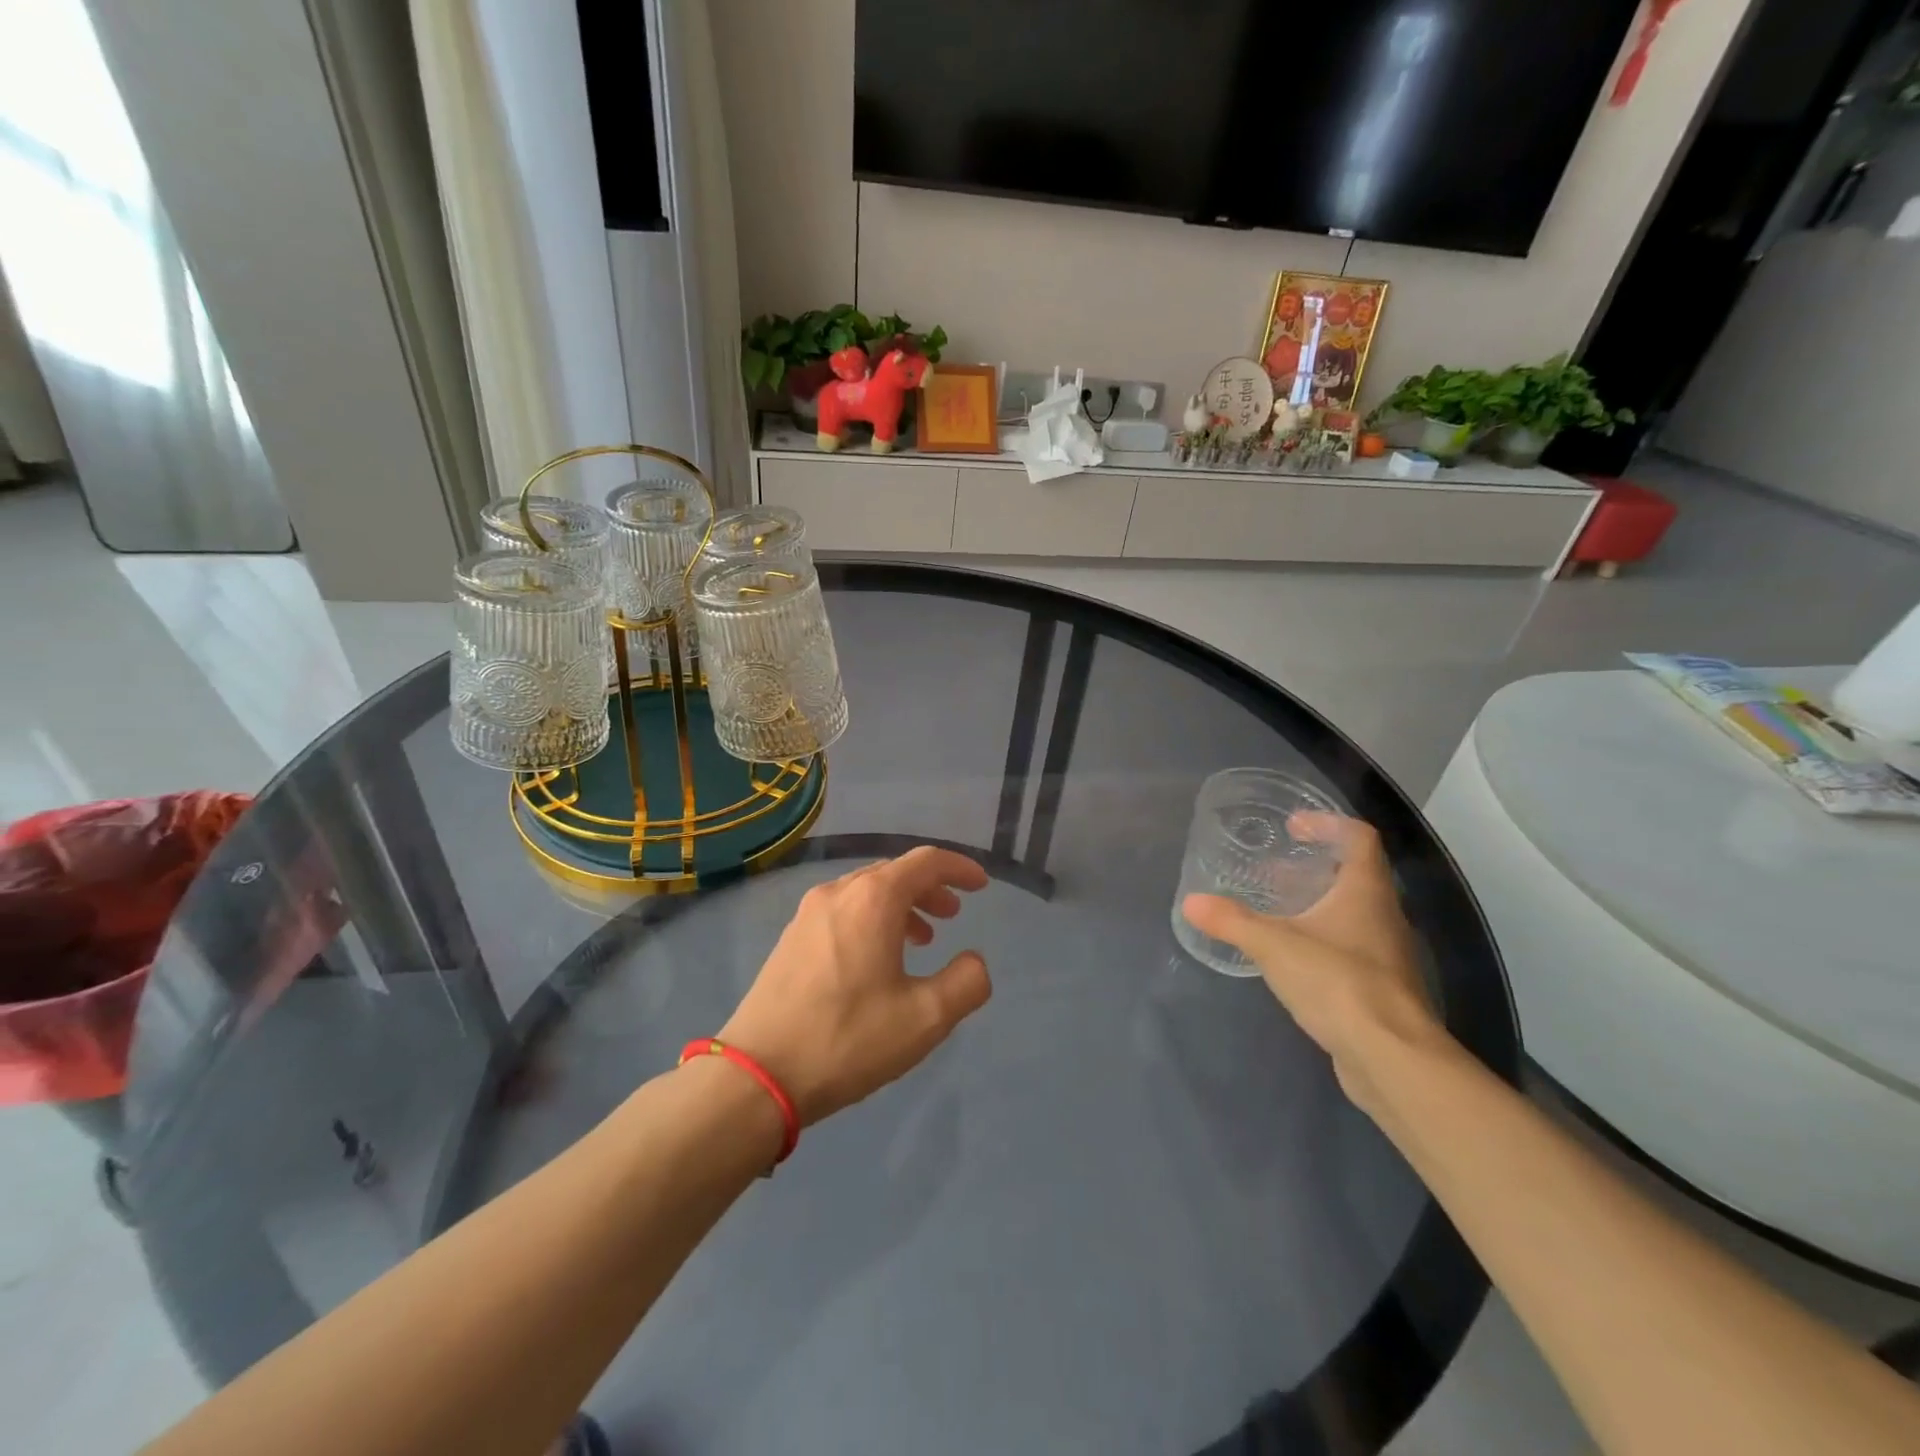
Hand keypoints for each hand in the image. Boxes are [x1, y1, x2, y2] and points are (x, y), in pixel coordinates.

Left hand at [717, 847, 991, 1125]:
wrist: (758, 1073)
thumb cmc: (849, 1038)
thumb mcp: (925, 1018)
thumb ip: (966, 983)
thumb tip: (974, 961)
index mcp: (874, 898)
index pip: (926, 861)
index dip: (958, 868)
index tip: (980, 885)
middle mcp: (839, 892)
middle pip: (894, 872)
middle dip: (930, 888)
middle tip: (953, 915)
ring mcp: (809, 913)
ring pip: (866, 891)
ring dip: (901, 906)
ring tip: (921, 939)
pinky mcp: (791, 938)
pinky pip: (843, 910)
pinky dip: (872, 919)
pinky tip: (876, 958)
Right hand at [1182, 815, 1444, 1105]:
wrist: (1391, 1058)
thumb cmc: (1338, 983)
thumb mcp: (1274, 946)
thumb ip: (1232, 921)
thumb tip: (1191, 902)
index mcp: (1366, 892)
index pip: (1359, 838)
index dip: (1327, 823)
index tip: (1293, 826)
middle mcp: (1384, 916)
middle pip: (1356, 875)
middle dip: (1315, 866)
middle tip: (1274, 868)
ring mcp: (1387, 954)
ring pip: (1353, 914)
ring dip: (1319, 904)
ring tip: (1277, 909)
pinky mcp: (1381, 988)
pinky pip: (1351, 948)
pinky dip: (1323, 940)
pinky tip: (1292, 957)